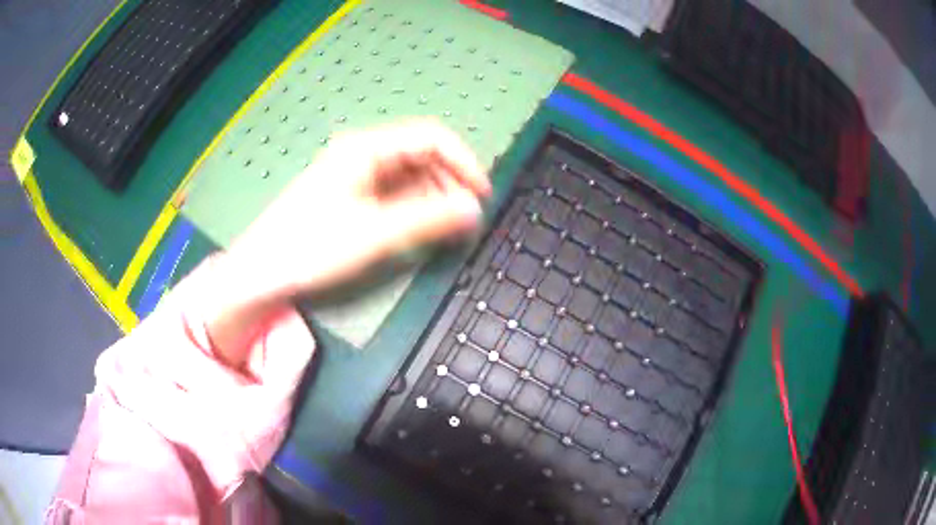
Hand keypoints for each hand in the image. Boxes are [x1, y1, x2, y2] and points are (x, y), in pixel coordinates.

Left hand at [205, 119, 490, 366]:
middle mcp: (364, 154)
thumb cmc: (313, 247)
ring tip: (447, 228)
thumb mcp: (376, 233)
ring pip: (410, 175)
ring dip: (434, 197)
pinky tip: (422, 228)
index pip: (431, 137)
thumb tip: (474, 209)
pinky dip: (415, 207)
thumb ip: (429, 219)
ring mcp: (357, 175)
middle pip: (422, 155)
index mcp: (367, 148)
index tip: (482, 194)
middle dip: (450, 182)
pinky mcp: (352, 195)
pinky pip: (394, 192)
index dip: (463, 162)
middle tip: (466, 219)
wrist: (263, 272)